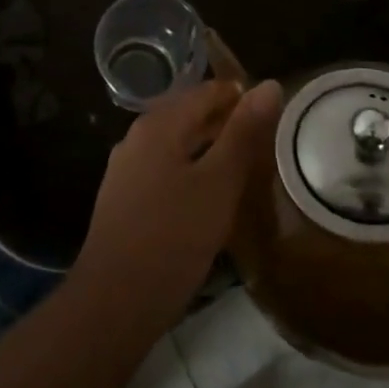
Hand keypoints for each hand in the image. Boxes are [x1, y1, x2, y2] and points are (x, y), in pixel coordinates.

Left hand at [73, 77, 282, 324]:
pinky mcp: (125, 199)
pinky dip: (192, 171)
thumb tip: (269, 85)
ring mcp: (127, 168)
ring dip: (210, 148)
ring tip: (246, 166)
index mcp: (159, 124)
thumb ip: (243, 133)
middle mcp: (138, 136)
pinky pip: (165, 168)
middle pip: (189, 114)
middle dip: (226, 122)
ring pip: (177, 144)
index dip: (241, 96)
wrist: (114, 302)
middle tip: (266, 140)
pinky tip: (210, 196)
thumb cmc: (173, 237)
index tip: (275, 112)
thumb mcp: (218, 184)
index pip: (207, 91)